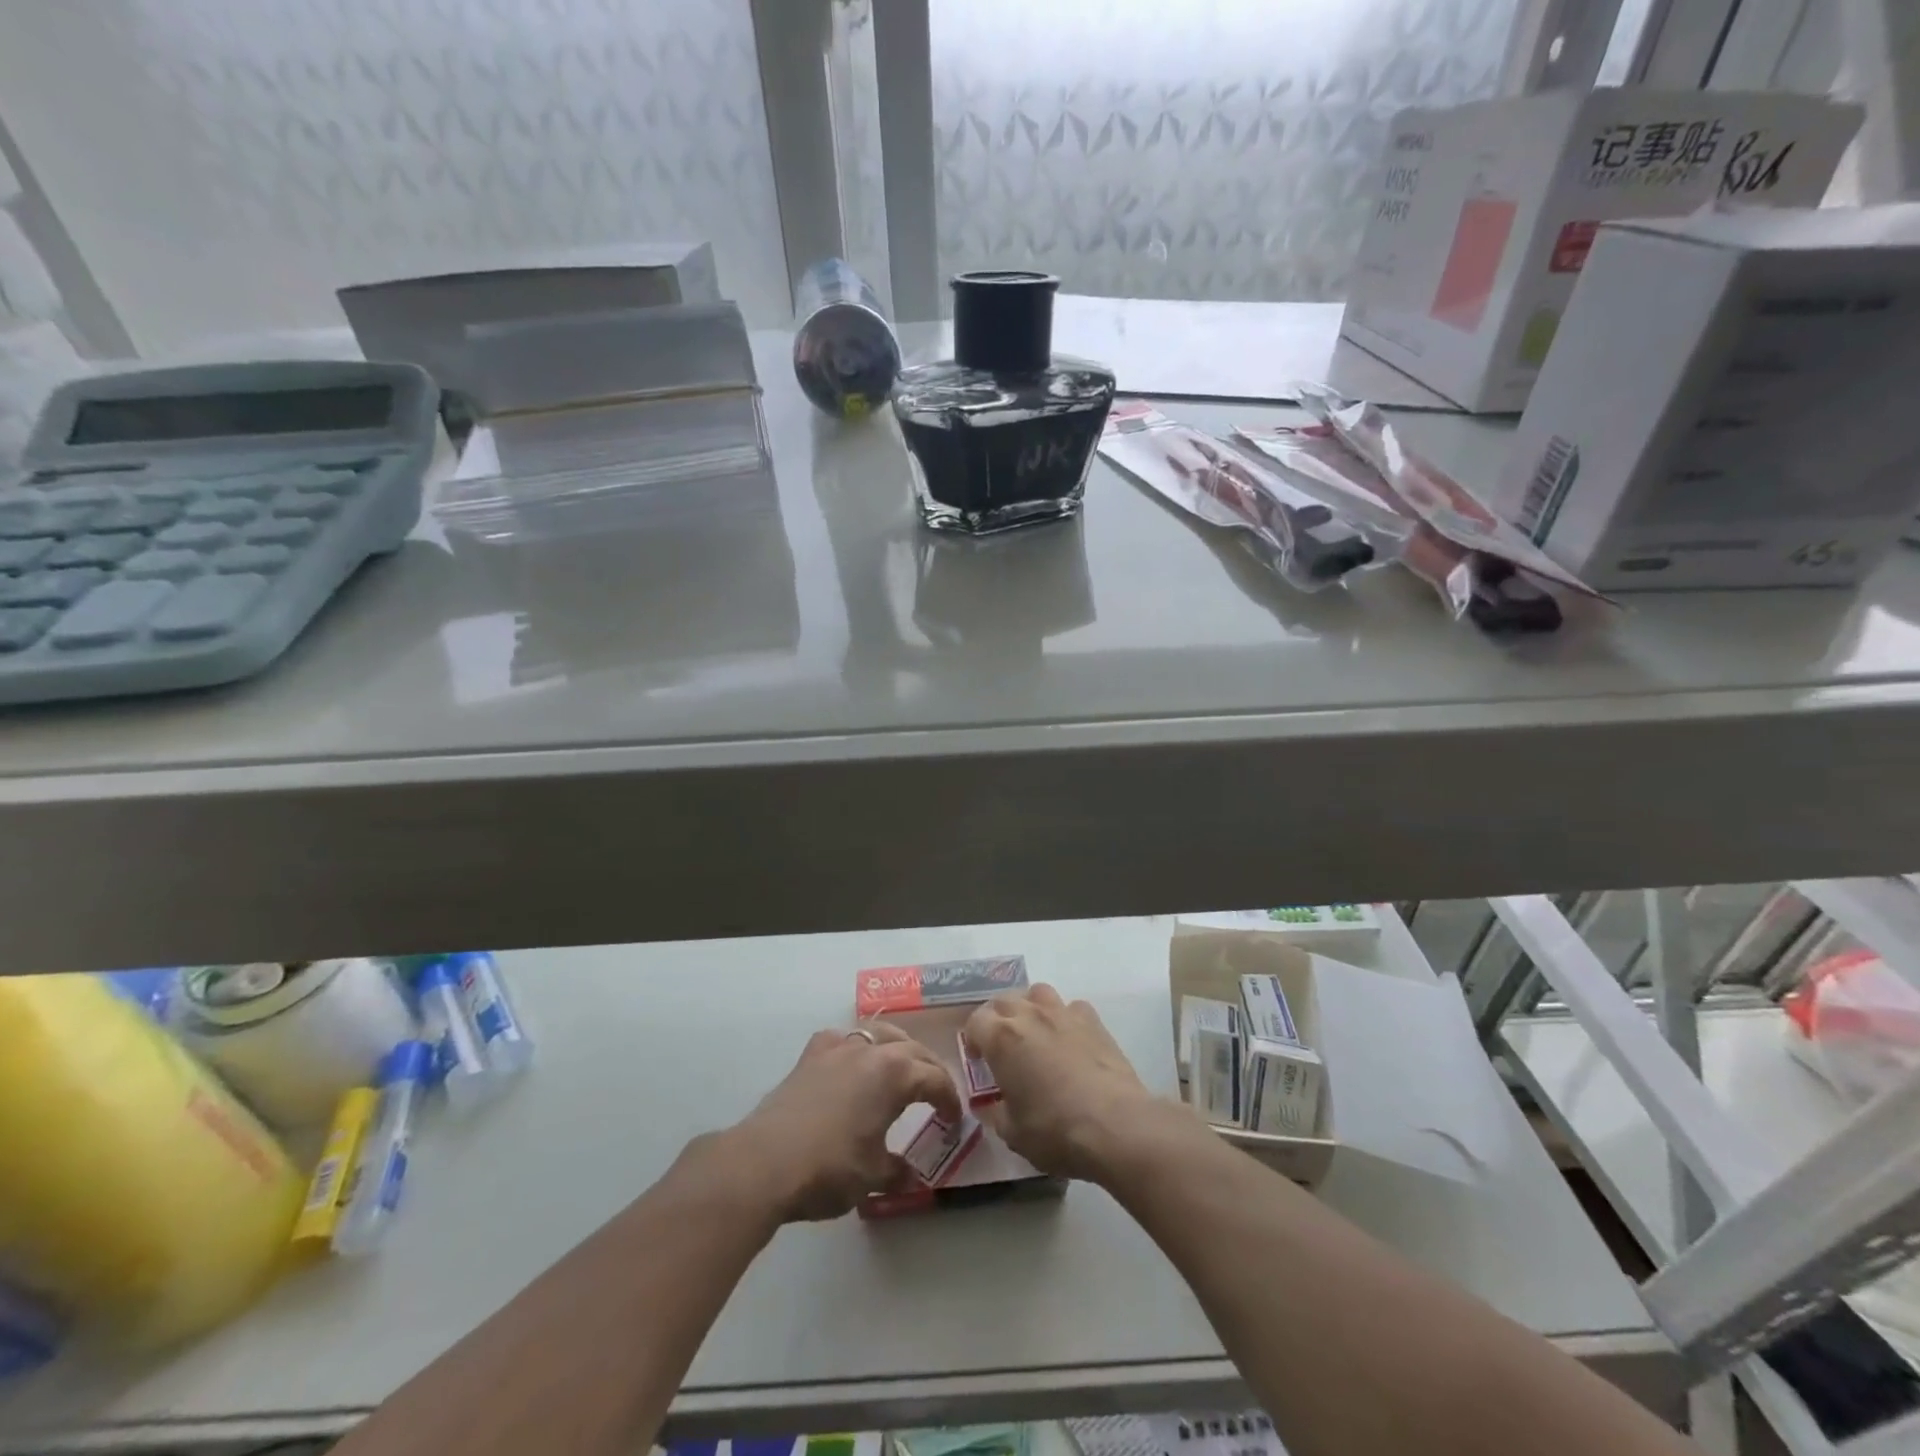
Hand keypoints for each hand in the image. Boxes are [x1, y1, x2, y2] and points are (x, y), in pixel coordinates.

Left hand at [728, 1021, 962, 1223]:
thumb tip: (913, 1177)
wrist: (764, 1162)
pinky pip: (842, 1040)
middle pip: (913, 1050)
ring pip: (879, 1034)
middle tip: (936, 1094)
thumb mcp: (873, 1176)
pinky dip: (856, 1048)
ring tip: (901, 1068)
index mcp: (896, 1073)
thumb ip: (898, 1171)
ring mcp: (838, 1047)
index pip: (935, 1079)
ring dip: (897, 1049)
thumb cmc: (829, 1168)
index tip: (954, 1121)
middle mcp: (871, 1050)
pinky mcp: (810, 1055)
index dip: (949, 1100)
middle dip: (929, 1070)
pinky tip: (852, 1064)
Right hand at [963, 985, 1180, 1182]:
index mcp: (1002, 1039)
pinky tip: (1070, 1040)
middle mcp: (1029, 1015)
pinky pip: (1071, 1007)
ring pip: (1037, 993)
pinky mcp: (1093, 1020)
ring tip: (1034, 1034)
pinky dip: (1064, 1018)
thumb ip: (994, 1112)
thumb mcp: (1012, 1132)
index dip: (973, 1039)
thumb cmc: (1055, 1130)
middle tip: (1002, 1047)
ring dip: (1030, 1008)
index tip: (978, 1061)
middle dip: (997, 1019)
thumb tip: (988, 1105)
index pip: (975, 1021)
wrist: (1115, 1124)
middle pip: (1004, 1001)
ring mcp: (1063, 1013)